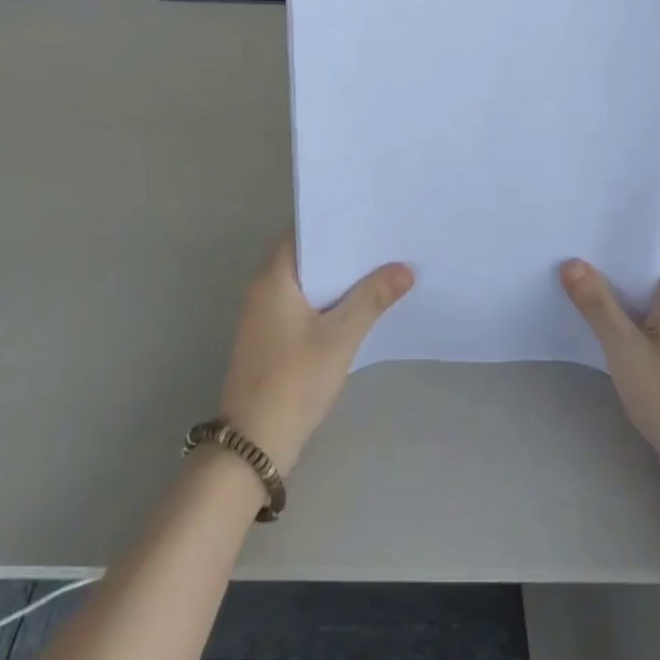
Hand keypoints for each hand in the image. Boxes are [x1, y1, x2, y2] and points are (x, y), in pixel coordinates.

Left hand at [219, 236, 413, 476]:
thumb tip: (405, 267)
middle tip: (384, 240)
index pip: (303, 232)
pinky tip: (358, 306)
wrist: (253, 444)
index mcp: (273, 277)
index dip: (335, 222)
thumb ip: (372, 298)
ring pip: (307, 283)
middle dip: (343, 251)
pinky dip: (328, 300)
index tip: (369, 215)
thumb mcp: (340, 337)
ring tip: (380, 267)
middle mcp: (263, 288)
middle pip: (307, 257)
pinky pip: (303, 305)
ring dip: (338, 278)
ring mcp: (265, 315)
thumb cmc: (294, 381)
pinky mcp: (271, 338)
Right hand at [561, 233, 659, 519]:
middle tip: (571, 223)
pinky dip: (615, 302)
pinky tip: (584, 303)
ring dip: (612, 273)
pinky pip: (639, 311)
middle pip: (650, 256)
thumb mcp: (628, 351)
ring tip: (568, 255)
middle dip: (615, 240)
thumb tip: (571, 262)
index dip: (638, 212)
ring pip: (642, 285)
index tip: (600, 198)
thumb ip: (598, 305)